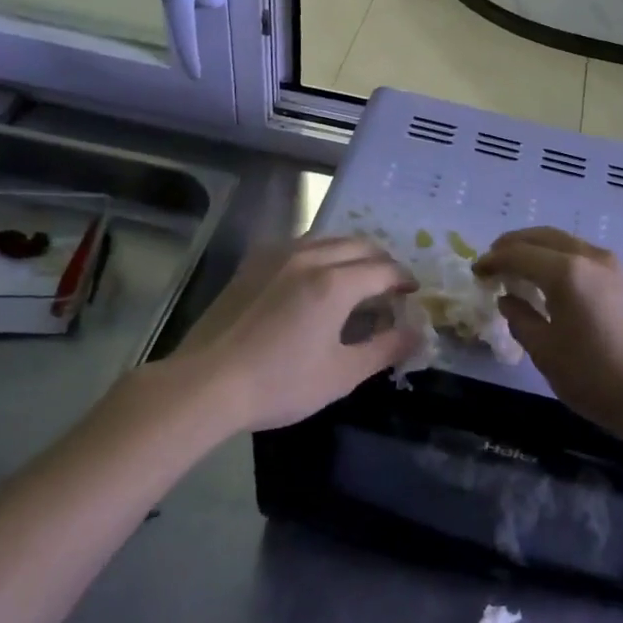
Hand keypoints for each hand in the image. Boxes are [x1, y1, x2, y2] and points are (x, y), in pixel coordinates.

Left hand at [170, 235, 420, 432]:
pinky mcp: (253, 263)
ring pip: (328, 238)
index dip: (404, 280)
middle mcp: (310, 257)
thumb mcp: (341, 374)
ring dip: (351, 252)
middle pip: (359, 245)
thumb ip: (385, 349)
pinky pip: (299, 244)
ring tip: (357, 276)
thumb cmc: (279, 383)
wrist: (205, 383)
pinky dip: (320, 252)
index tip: (412, 294)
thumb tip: (417, 333)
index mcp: (335, 283)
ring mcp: (277, 255)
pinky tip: (315, 274)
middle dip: (382, 261)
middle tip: (390, 285)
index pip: (384, 270)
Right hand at [474, 227, 622, 437]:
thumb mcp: (546, 352)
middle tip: (492, 261)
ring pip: (565, 242)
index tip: (475, 272)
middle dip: (513, 245)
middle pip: (543, 237)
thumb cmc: (595, 377)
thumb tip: (508, 298)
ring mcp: (612, 266)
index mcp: (566, 272)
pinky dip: (558, 258)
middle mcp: (589, 257)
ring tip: (517, 269)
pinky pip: (582, 254)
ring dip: (537, 249)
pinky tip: (550, 280)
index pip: (518, 254)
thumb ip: (520, 318)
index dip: (493, 260)